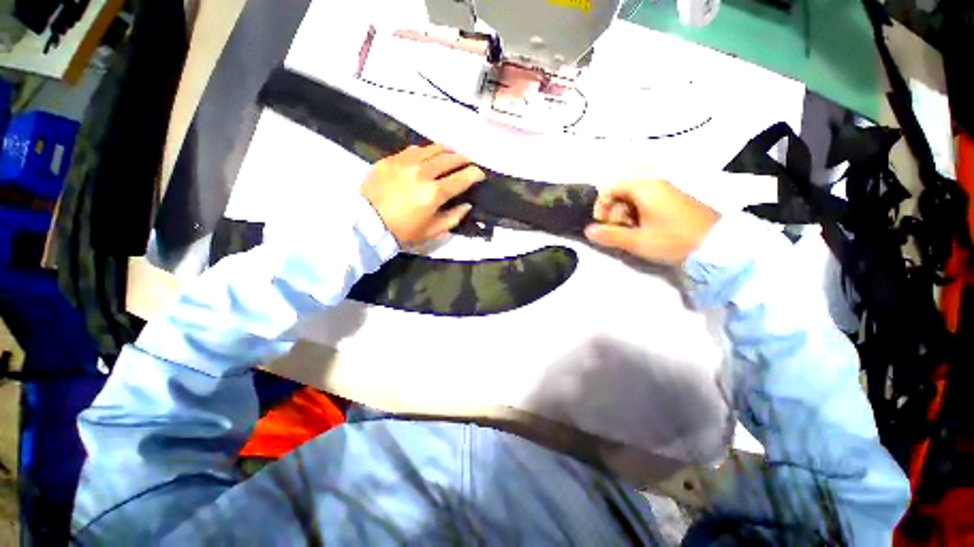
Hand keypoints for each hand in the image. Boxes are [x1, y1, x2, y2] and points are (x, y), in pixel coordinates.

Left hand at [361, 144, 484, 245]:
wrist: (367, 224)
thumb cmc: (404, 231)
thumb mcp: (433, 231)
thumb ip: (454, 217)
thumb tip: (467, 205)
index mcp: (434, 193)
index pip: (461, 178)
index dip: (474, 174)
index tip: (480, 173)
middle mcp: (422, 173)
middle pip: (448, 159)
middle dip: (462, 159)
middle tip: (467, 161)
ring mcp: (405, 163)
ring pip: (432, 149)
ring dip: (446, 150)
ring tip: (451, 153)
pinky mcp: (390, 160)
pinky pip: (413, 150)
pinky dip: (425, 151)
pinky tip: (428, 155)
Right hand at [584, 179, 719, 264]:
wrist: (717, 245)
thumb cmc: (672, 239)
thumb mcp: (637, 241)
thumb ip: (609, 235)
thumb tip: (587, 231)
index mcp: (644, 187)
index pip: (610, 188)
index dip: (601, 206)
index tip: (603, 224)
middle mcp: (654, 184)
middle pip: (621, 192)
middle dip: (614, 212)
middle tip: (619, 230)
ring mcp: (665, 192)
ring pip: (633, 199)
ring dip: (625, 215)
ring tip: (632, 233)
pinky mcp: (673, 201)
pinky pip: (646, 203)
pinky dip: (639, 215)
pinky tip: (644, 230)